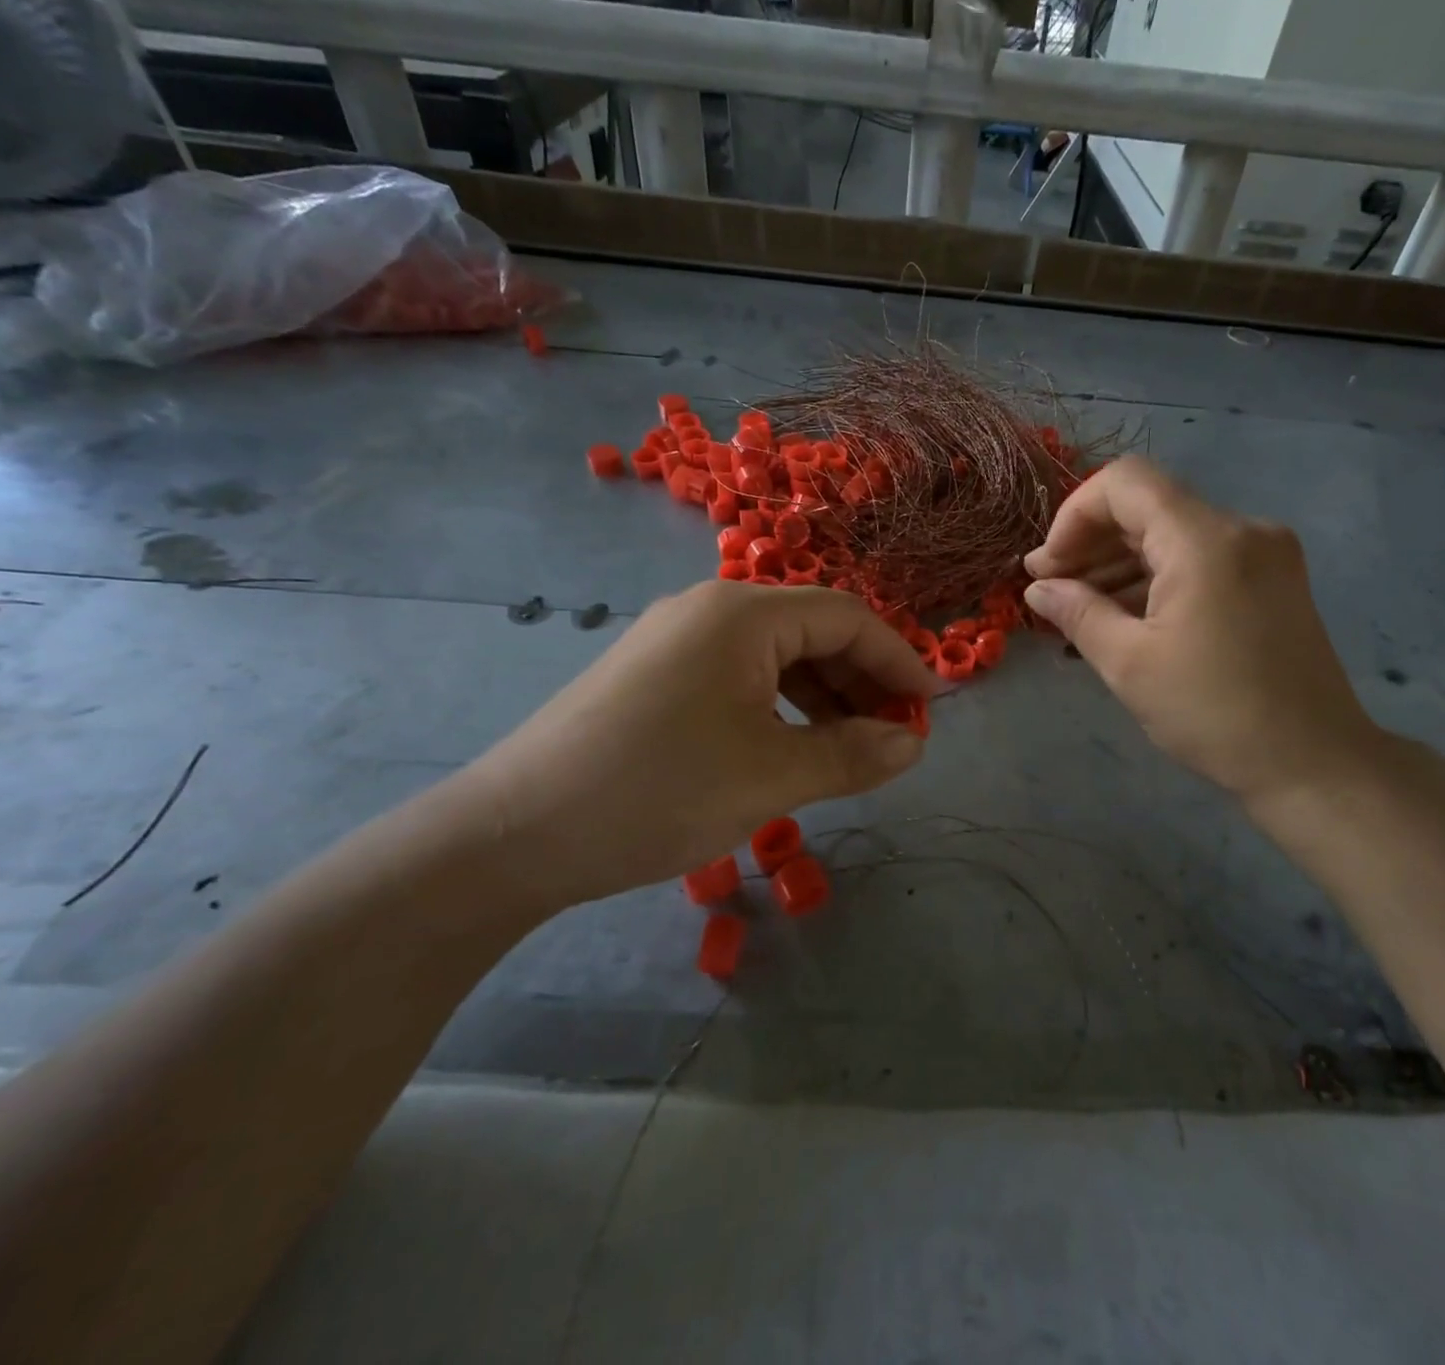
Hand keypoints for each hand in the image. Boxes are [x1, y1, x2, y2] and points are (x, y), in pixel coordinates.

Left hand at [454, 581, 931, 909]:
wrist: (514, 834)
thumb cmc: (658, 791)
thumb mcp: (771, 777)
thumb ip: (852, 755)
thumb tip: (912, 744)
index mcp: (743, 614)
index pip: (846, 618)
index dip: (897, 661)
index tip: (930, 709)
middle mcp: (709, 611)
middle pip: (811, 632)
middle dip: (862, 681)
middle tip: (894, 737)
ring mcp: (676, 642)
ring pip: (775, 657)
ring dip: (823, 698)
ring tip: (852, 749)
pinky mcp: (654, 676)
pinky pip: (739, 678)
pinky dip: (779, 708)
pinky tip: (792, 747)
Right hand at [1023, 457, 1385, 814]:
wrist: (1314, 764)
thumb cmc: (1214, 713)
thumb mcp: (1129, 664)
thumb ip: (1077, 612)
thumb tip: (1038, 587)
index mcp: (1206, 540)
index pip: (1125, 482)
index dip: (1073, 514)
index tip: (1048, 567)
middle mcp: (1241, 529)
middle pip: (1148, 506)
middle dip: (1091, 542)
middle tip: (1049, 588)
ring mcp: (1264, 553)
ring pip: (1172, 534)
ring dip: (1120, 563)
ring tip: (1078, 609)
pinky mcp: (1272, 580)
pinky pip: (1200, 559)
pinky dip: (1156, 578)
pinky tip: (1123, 616)